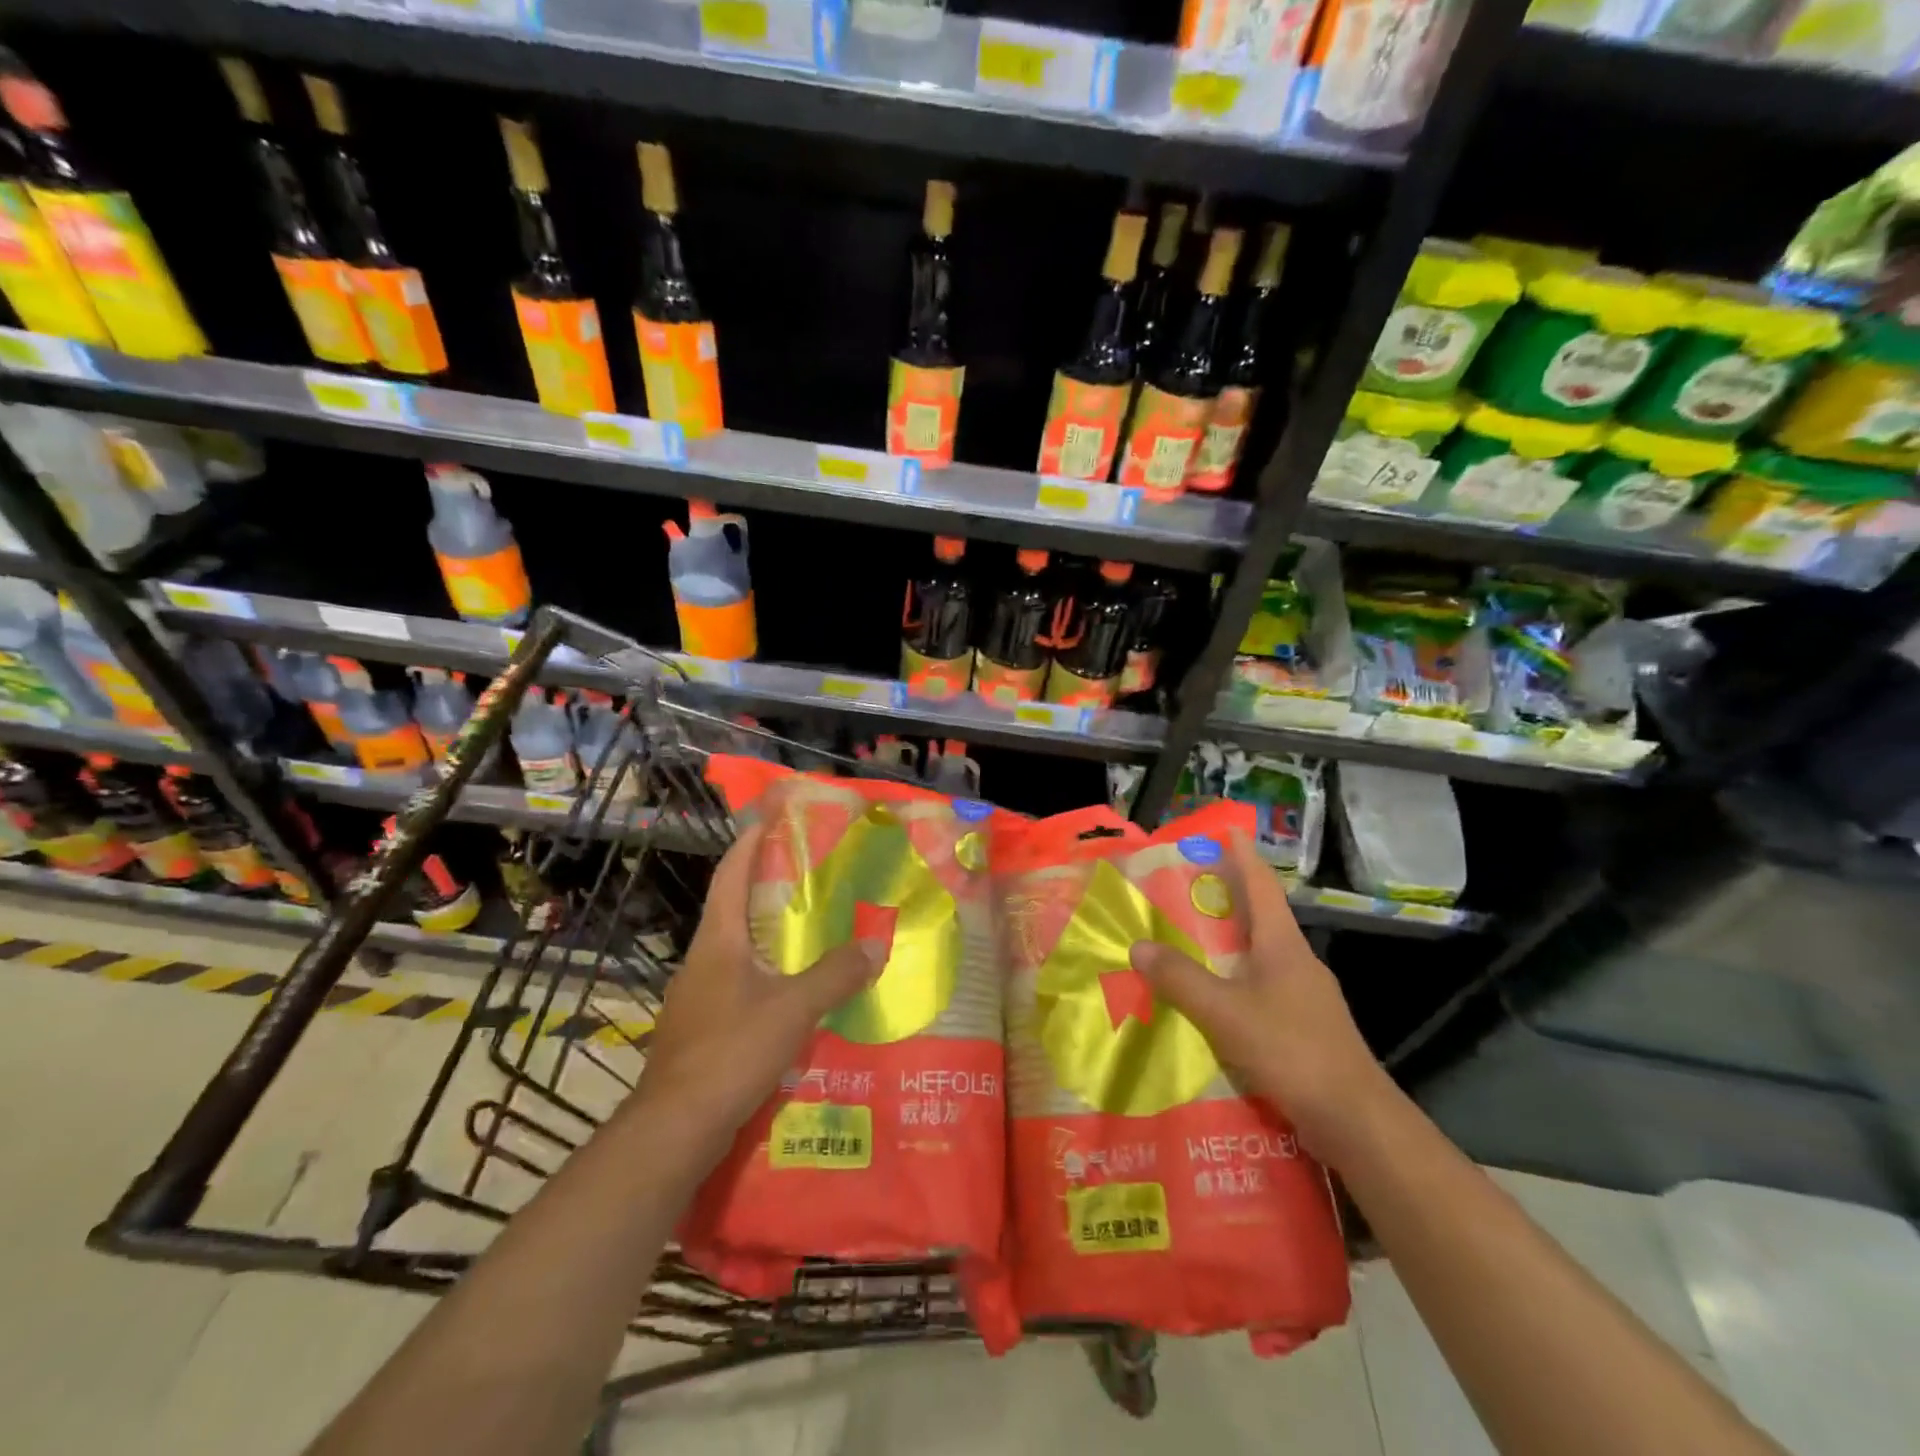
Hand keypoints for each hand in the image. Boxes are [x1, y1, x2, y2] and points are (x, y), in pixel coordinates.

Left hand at [632, 821, 882, 1159]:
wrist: (674, 1129)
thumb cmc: (731, 1052)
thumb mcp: (794, 1009)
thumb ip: (836, 974)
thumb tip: (876, 944)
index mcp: (717, 941)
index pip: (730, 876)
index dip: (748, 844)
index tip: (768, 819)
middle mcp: (701, 960)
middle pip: (732, 909)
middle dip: (765, 887)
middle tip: (807, 874)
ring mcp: (695, 997)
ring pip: (734, 950)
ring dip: (765, 934)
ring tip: (807, 930)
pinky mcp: (698, 1029)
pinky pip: (735, 985)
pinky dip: (763, 974)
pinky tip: (789, 993)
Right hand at [1128, 829, 1389, 1157]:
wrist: (1356, 1121)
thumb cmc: (1292, 1050)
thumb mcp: (1226, 1013)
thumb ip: (1180, 980)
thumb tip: (1138, 946)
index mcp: (1283, 946)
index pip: (1262, 886)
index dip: (1243, 857)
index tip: (1228, 831)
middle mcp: (1298, 962)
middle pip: (1261, 918)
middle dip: (1228, 899)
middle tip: (1187, 889)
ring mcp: (1307, 997)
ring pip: (1261, 957)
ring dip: (1230, 945)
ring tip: (1191, 944)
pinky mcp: (1307, 1028)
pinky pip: (1264, 990)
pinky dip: (1237, 983)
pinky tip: (1215, 1003)